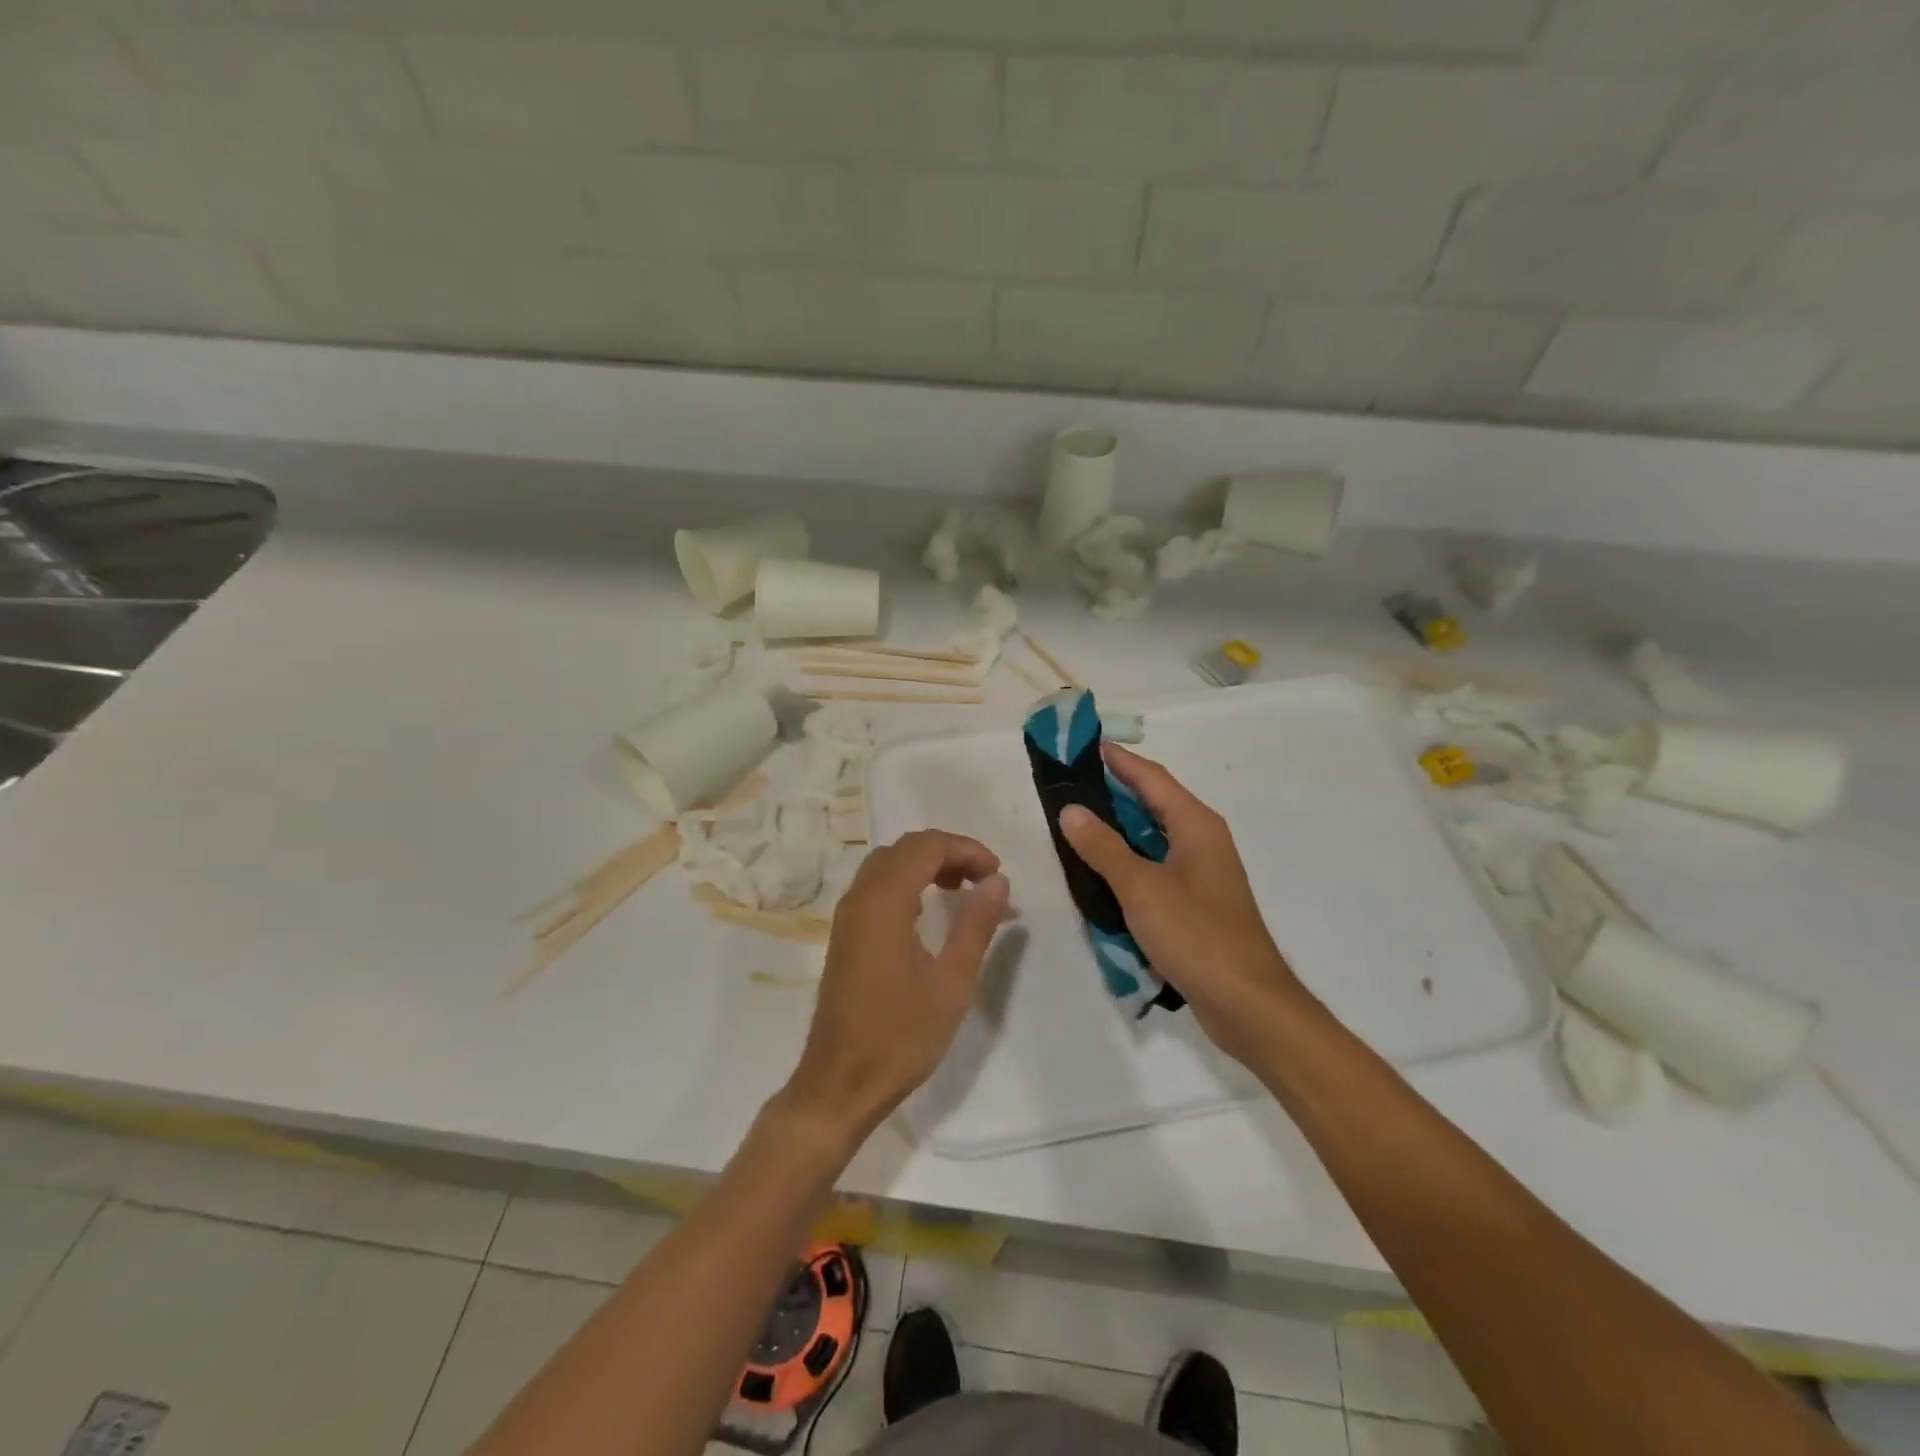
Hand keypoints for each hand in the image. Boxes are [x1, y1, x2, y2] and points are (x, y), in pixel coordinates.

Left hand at [781, 830, 1009, 1137]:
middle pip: (905, 848)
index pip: (927, 846)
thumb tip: (997, 881)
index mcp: (884, 901)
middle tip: (984, 880)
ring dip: (926, 865)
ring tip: (961, 890)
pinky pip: (876, 887)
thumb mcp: (952, 981)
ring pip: (887, 864)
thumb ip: (975, 924)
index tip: (997, 875)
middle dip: (948, 852)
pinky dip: (907, 882)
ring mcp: (847, 916)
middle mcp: (860, 897)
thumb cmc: (901, 1035)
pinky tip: (928, 912)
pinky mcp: (845, 935)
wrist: (841, 1083)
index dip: (967, 849)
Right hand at [1058, 744, 1311, 1064]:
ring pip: (1152, 836)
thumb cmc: (1195, 935)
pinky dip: (1128, 859)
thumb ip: (1103, 847)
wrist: (1246, 1002)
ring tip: (1076, 819)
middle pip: (1153, 802)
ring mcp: (1201, 871)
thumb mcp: (1140, 888)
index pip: (1151, 777)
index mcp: (1195, 824)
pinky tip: (1101, 868)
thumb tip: (1071, 809)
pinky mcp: (1196, 900)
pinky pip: (1155, 865)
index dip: (1118, 759)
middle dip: (1113, 790)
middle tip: (1070, 782)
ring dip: (1118, 826)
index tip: (1084, 743)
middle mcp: (1202, 839)